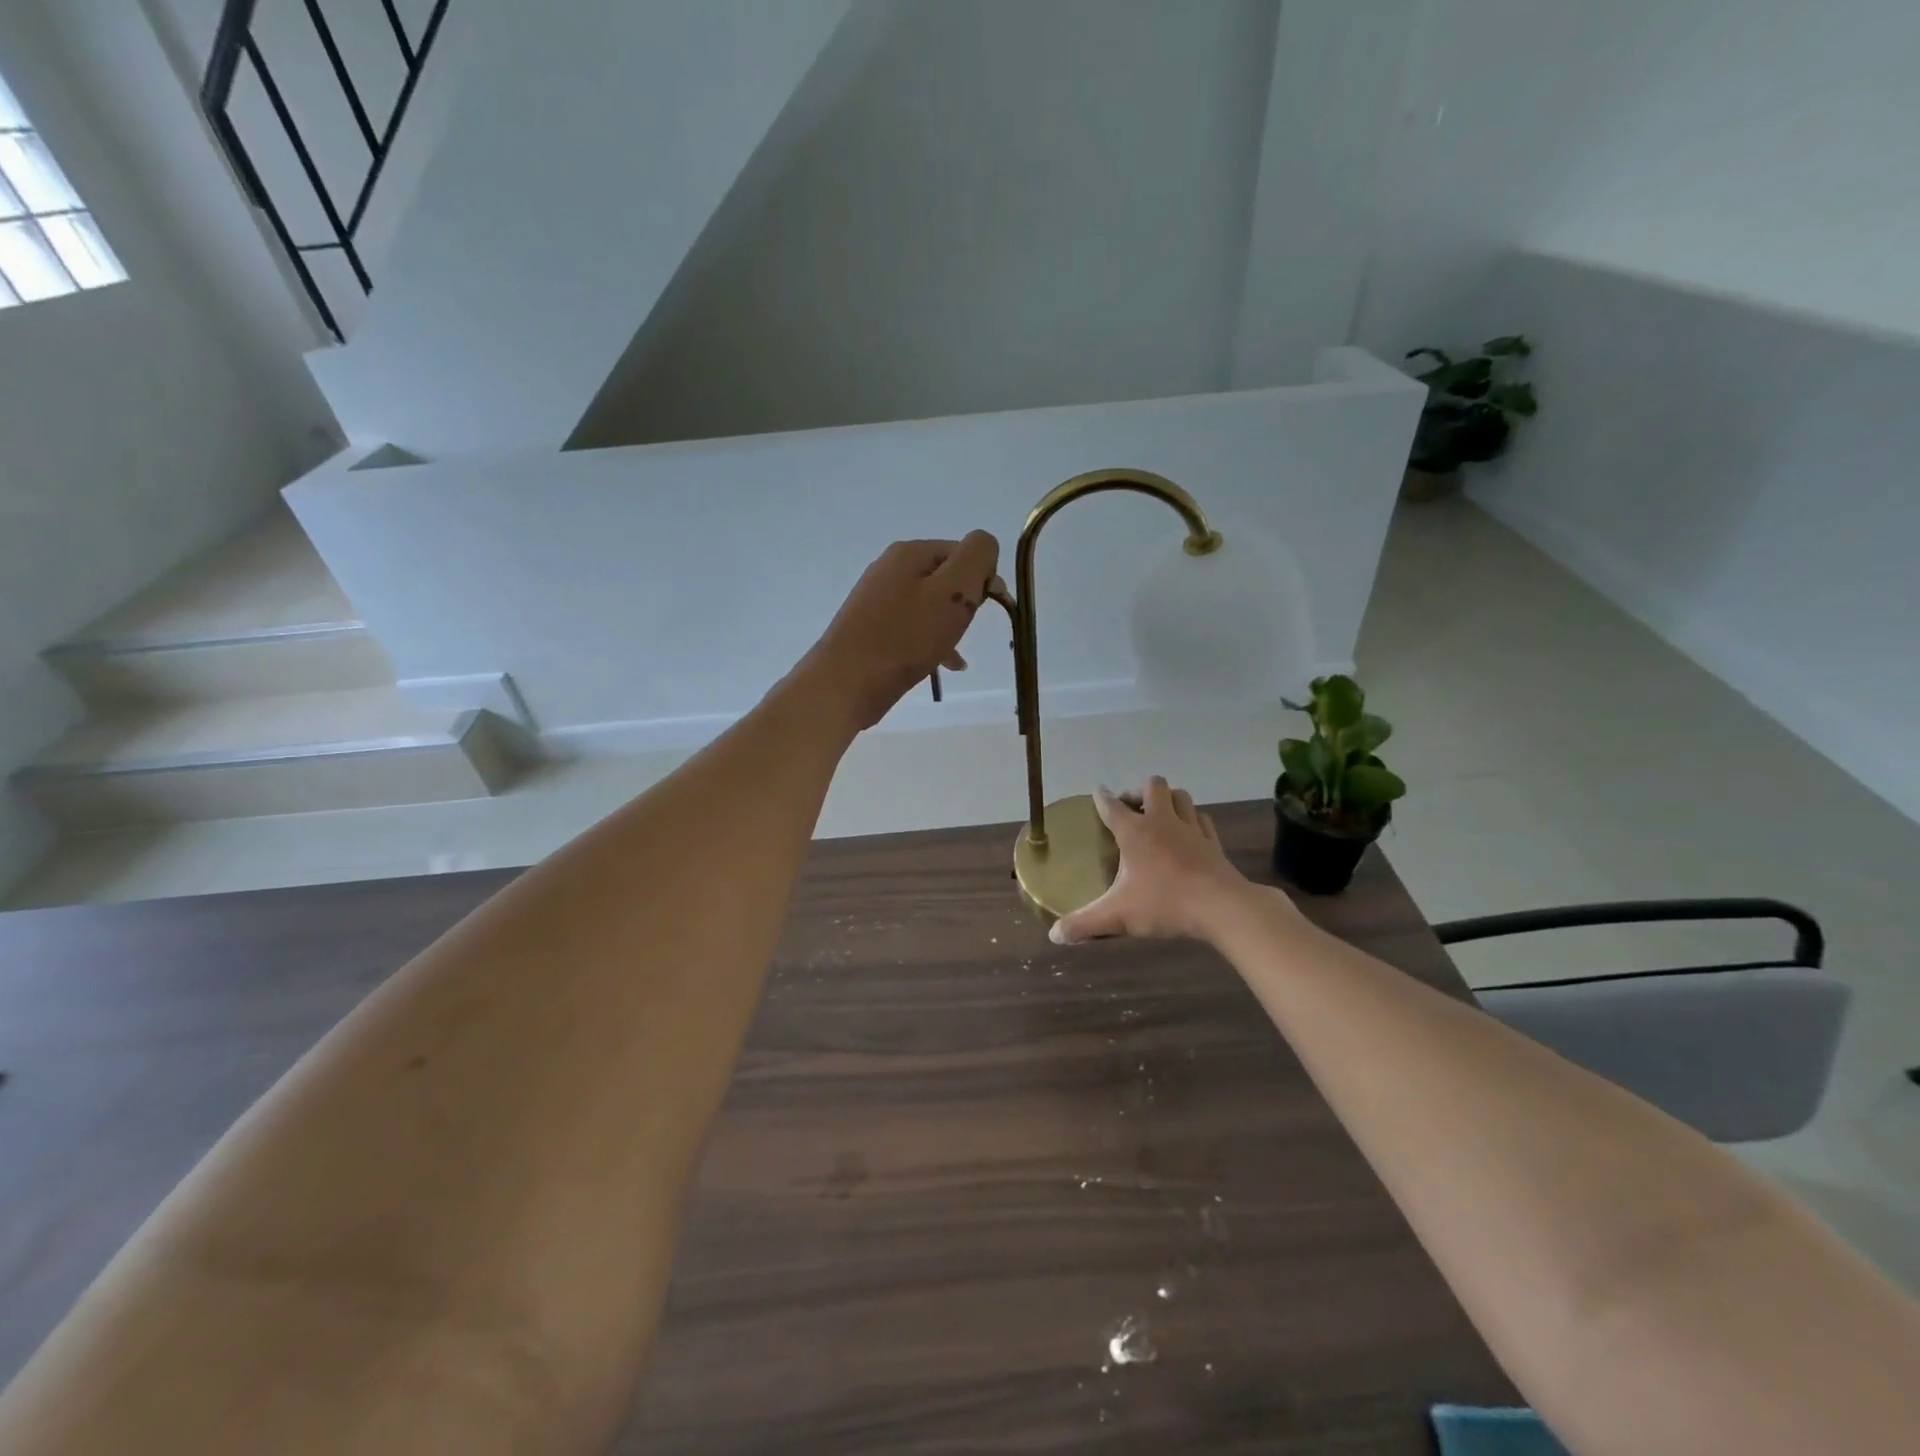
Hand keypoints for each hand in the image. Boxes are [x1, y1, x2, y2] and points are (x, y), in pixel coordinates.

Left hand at [801, 532, 1000, 730]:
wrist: (845, 684)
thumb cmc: (904, 638)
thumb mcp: (953, 592)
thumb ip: (976, 558)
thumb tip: (984, 546)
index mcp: (909, 553)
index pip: (963, 552)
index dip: (982, 579)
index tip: (985, 611)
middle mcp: (890, 568)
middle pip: (946, 578)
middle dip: (964, 605)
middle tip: (963, 632)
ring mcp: (877, 599)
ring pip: (931, 606)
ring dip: (949, 627)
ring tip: (954, 656)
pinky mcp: (871, 628)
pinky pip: (912, 627)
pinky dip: (930, 642)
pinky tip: (942, 666)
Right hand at [1050, 779, 1264, 944]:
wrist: (1221, 907)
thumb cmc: (1164, 904)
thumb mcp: (1118, 916)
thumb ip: (1084, 923)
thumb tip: (1055, 935)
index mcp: (1135, 832)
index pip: (1112, 806)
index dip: (1102, 798)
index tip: (1097, 794)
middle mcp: (1162, 821)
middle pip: (1152, 786)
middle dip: (1139, 791)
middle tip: (1131, 809)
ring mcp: (1191, 829)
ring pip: (1181, 796)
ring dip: (1168, 799)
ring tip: (1159, 814)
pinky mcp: (1212, 842)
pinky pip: (1201, 819)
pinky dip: (1192, 820)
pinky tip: (1188, 832)